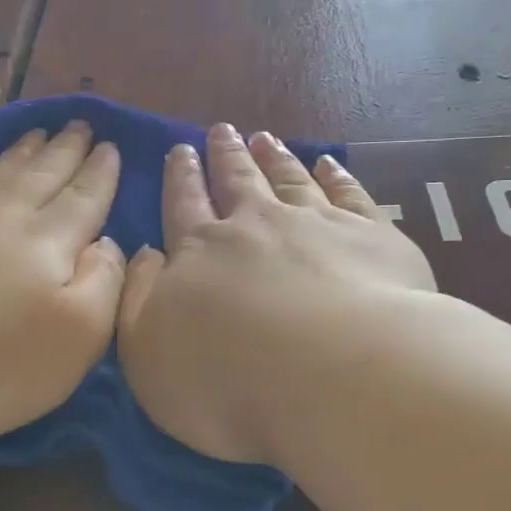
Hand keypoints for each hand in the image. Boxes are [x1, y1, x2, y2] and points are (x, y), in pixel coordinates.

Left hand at [0, 122, 124, 455]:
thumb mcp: (78, 337)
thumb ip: (104, 283)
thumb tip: (109, 242)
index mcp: (49, 244)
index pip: (84, 198)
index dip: (100, 172)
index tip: (112, 145)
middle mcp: (3, 220)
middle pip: (41, 176)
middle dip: (65, 150)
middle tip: (80, 124)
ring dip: (22, 153)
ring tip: (38, 133)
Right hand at [117, 124, 435, 467]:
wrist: (334, 376)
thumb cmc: (227, 380)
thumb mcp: (147, 353)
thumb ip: (138, 299)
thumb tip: (145, 254)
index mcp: (201, 252)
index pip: (185, 205)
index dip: (182, 177)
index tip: (181, 150)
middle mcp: (257, 226)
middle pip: (238, 181)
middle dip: (226, 156)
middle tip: (221, 130)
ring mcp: (318, 225)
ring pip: (290, 179)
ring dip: (275, 157)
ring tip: (265, 138)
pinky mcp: (372, 237)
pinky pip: (349, 194)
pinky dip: (336, 175)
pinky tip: (330, 164)